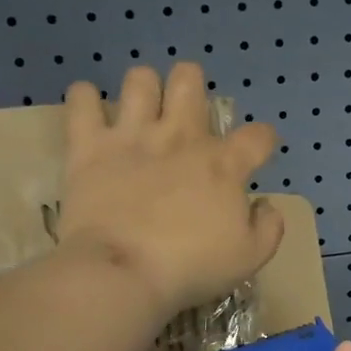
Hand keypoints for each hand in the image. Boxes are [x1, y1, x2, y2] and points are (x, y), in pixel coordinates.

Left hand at [58, 62, 283, 317]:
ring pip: (140, 79)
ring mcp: (132, 136)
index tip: (257, 154)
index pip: (257, 136)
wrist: (123, 272)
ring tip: (140, 114)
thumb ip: (268, 227)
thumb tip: (265, 205)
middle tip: (186, 118)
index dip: (263, 141)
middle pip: (189, 80)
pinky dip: (85, 100)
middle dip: (192, 89)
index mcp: (223, 164)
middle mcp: (179, 136)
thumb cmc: (191, 268)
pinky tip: (91, 113)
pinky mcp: (89, 145)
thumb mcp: (250, 258)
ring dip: (143, 91)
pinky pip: (82, 99)